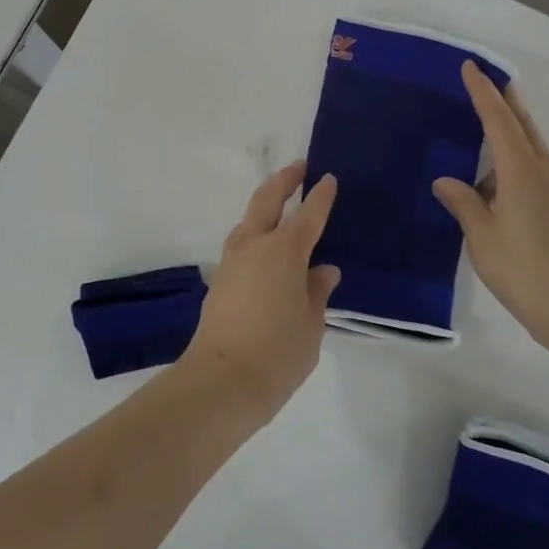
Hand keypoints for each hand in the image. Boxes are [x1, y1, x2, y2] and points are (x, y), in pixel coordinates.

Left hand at [182, 161, 339, 421]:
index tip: (328, 178)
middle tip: (299, 168)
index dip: (320, 196)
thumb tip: (323, 270)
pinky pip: (241, 242)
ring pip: (249, 218)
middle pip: (267, 200)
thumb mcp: (312, 324)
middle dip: (284, 180)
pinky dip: (255, 231)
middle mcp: (254, 245)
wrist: (221, 380)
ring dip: (265, 204)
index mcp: (284, 251)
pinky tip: (265, 246)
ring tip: (281, 203)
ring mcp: (232, 260)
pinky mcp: (219, 278)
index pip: (308, 215)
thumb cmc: (278, 352)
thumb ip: (317, 291)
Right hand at [432, 61, 548, 347]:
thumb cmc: (526, 270)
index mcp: (521, 171)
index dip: (483, 92)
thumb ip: (463, 203)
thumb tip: (446, 181)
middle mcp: (544, 172)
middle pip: (523, 126)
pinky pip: (535, 171)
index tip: (471, 66)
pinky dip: (515, 162)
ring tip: (484, 132)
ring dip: (511, 132)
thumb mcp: (482, 237)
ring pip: (531, 149)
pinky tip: (498, 183)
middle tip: (487, 81)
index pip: (498, 120)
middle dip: (505, 101)